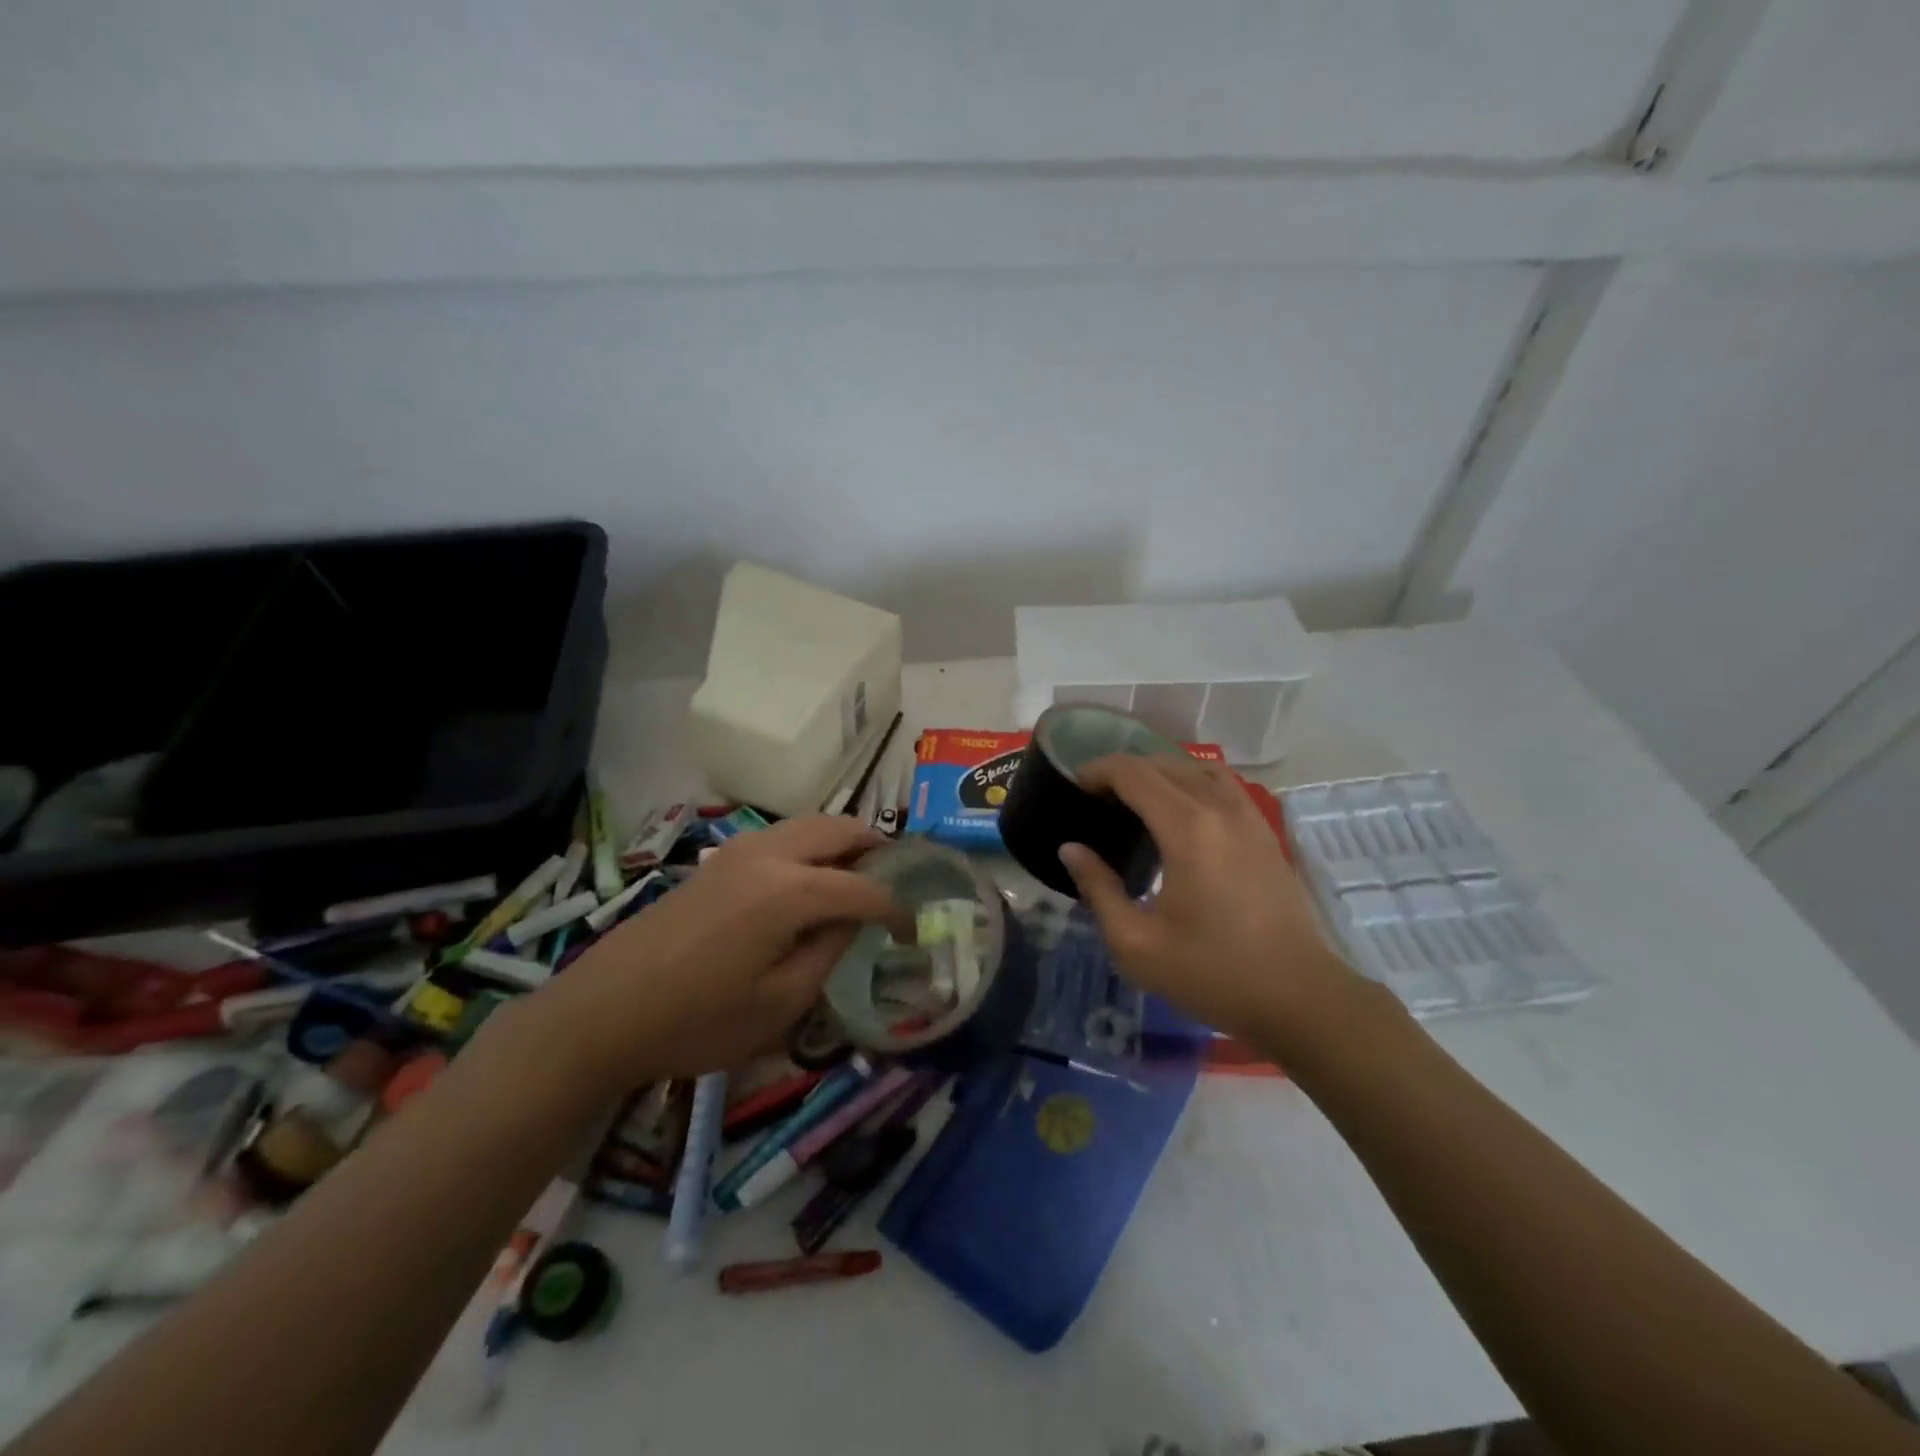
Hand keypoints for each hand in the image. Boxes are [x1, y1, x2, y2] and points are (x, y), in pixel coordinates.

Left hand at [535, 816, 907, 1085]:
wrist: (603, 1011)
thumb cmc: (697, 1020)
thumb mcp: (779, 1004)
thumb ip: (829, 952)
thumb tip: (853, 921)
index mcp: (791, 891)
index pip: (864, 888)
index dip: (897, 909)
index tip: (912, 932)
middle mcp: (769, 854)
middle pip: (839, 828)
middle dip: (876, 849)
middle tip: (896, 880)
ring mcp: (739, 850)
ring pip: (809, 824)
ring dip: (842, 841)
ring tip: (859, 876)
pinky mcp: (718, 860)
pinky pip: (782, 836)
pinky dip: (811, 846)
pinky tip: (810, 882)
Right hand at [1057, 754, 1361, 1048]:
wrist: (1299, 997)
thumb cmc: (1212, 973)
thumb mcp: (1136, 943)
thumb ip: (1098, 889)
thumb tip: (1071, 849)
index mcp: (1187, 829)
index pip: (1133, 773)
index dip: (1097, 771)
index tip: (1074, 787)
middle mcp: (1219, 809)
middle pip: (1164, 764)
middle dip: (1123, 770)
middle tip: (1096, 798)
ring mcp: (1249, 817)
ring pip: (1197, 769)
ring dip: (1160, 772)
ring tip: (1135, 800)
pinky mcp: (1265, 833)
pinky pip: (1223, 785)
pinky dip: (1191, 783)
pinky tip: (1180, 815)